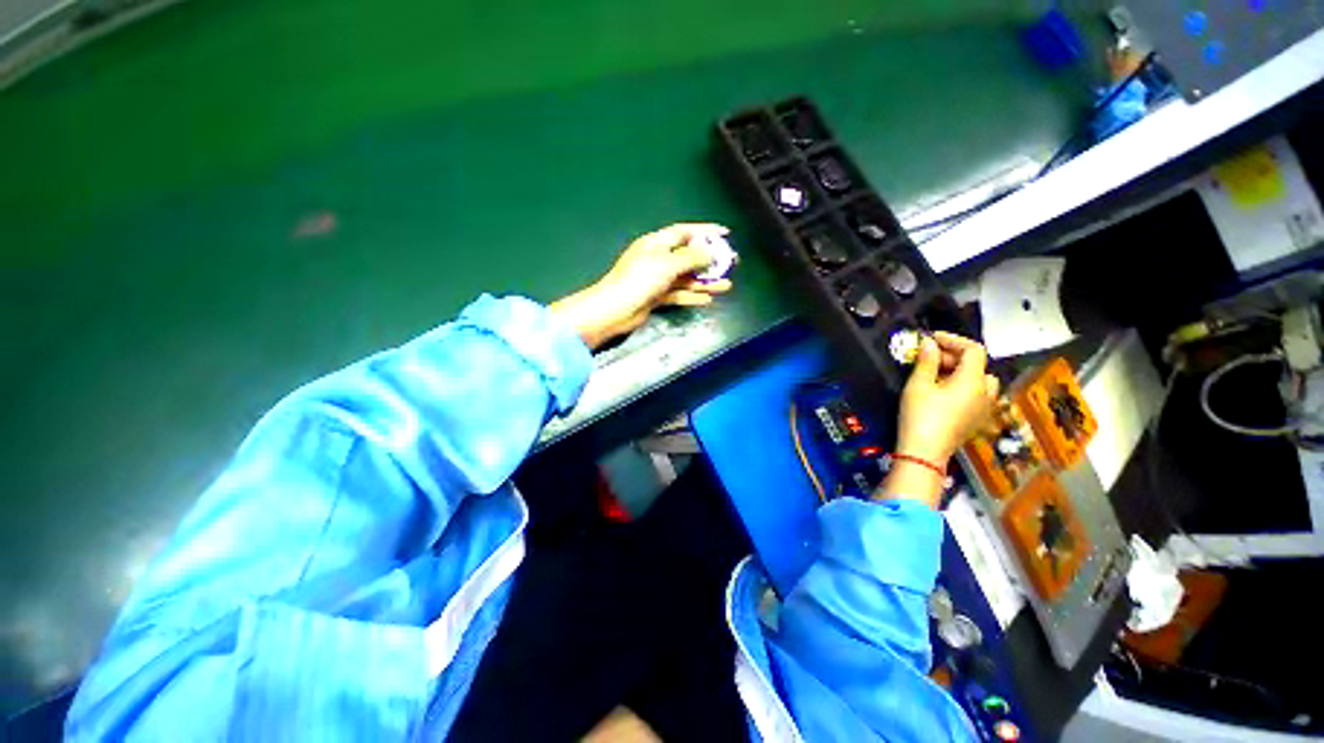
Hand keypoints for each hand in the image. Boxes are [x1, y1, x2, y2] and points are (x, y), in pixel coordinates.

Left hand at [550, 223, 733, 349]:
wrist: (614, 309)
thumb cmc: (639, 280)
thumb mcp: (668, 264)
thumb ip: (691, 257)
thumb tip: (710, 253)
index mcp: (657, 243)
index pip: (685, 232)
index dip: (705, 231)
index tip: (725, 233)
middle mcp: (657, 258)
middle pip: (688, 255)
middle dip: (710, 260)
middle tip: (730, 264)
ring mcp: (656, 278)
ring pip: (686, 277)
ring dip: (706, 281)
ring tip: (726, 286)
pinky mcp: (655, 296)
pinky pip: (679, 293)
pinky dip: (692, 296)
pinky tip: (707, 299)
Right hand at [878, 332, 998, 506]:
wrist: (923, 458)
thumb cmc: (921, 417)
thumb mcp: (919, 384)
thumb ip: (927, 360)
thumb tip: (929, 344)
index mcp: (974, 380)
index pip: (973, 349)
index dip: (954, 340)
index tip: (933, 340)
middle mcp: (984, 394)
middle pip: (980, 366)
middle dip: (957, 358)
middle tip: (933, 360)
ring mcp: (982, 412)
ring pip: (983, 385)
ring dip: (966, 376)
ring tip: (944, 378)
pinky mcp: (974, 425)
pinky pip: (978, 401)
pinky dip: (967, 392)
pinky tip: (946, 396)